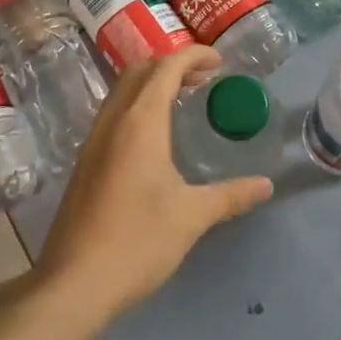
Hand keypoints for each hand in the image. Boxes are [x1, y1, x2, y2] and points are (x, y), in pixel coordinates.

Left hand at [32, 46, 272, 326]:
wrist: (74, 283)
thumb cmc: (138, 241)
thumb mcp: (192, 216)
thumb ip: (231, 195)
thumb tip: (266, 185)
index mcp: (140, 123)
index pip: (165, 68)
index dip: (193, 56)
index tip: (220, 61)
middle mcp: (112, 122)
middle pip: (139, 72)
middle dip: (172, 65)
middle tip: (205, 78)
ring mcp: (93, 142)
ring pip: (122, 92)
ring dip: (152, 84)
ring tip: (184, 99)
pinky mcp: (85, 163)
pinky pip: (113, 115)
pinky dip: (138, 106)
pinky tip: (156, 136)